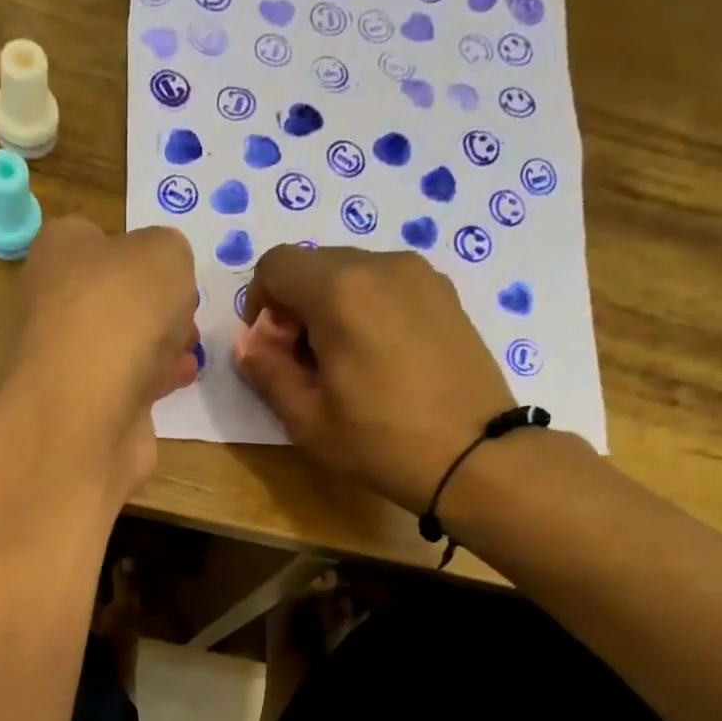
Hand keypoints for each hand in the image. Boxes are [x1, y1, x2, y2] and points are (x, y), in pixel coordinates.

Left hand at [3, 218, 199, 500]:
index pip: (96, 240)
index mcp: (57, 251)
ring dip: (157, 347)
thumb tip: (163, 279)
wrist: (86, 410)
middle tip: (185, 316)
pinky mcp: (80, 409)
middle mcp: (50, 303)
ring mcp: (63, 361)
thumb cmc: (120, 313)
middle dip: (153, 308)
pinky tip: (181, 380)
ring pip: (118, 345)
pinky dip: (152, 382)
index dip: (139, 254)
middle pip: (111, 298)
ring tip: (191, 351)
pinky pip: (124, 386)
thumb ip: (169, 253)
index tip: (171, 274)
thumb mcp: (165, 254)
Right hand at [234, 246, 515, 514]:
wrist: (472, 455)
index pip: (276, 264)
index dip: (259, 304)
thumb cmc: (380, 441)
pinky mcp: (446, 294)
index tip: (270, 349)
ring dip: (332, 309)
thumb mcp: (306, 418)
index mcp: (340, 290)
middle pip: (315, 266)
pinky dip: (368, 310)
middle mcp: (381, 265)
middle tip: (304, 364)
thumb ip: (267, 371)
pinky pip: (388, 286)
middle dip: (295, 307)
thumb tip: (249, 343)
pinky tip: (381, 360)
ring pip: (353, 274)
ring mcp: (421, 275)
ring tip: (345, 365)